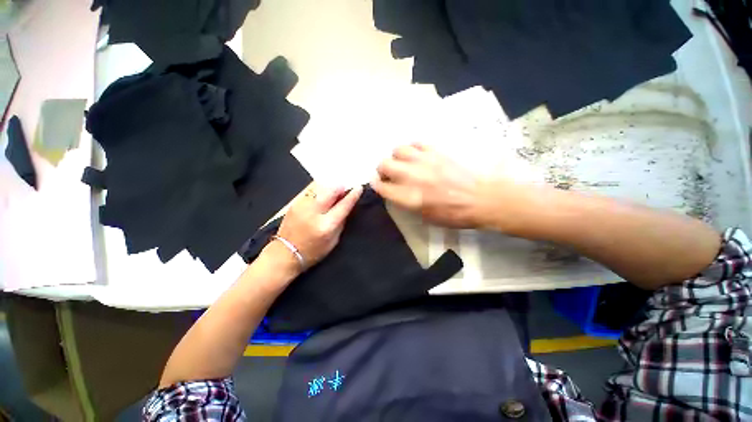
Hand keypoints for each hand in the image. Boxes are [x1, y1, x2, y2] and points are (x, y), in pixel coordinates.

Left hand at [268, 183, 362, 270]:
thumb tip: (347, 206)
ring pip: (321, 189)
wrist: (284, 254)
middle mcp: (314, 212)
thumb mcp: (333, 241)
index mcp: (326, 225)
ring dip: (330, 189)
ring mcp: (302, 206)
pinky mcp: (294, 204)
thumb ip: (341, 222)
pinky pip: (311, 192)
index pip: (343, 205)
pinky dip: (320, 193)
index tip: (359, 188)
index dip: (352, 195)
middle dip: (340, 188)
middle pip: (331, 191)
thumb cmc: (313, 251)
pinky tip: (322, 198)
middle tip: (345, 189)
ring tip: (334, 193)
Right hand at [370, 143, 494, 228]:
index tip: (379, 185)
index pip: (382, 187)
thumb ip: (407, 203)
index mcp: (409, 197)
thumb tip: (397, 192)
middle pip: (384, 165)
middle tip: (390, 175)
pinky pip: (416, 143)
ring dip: (396, 157)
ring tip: (404, 163)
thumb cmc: (455, 214)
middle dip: (383, 170)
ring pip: (397, 149)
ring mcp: (424, 160)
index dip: (377, 185)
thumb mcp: (426, 217)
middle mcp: (411, 176)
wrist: (483, 199)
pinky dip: (412, 149)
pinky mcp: (436, 151)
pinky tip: (418, 156)